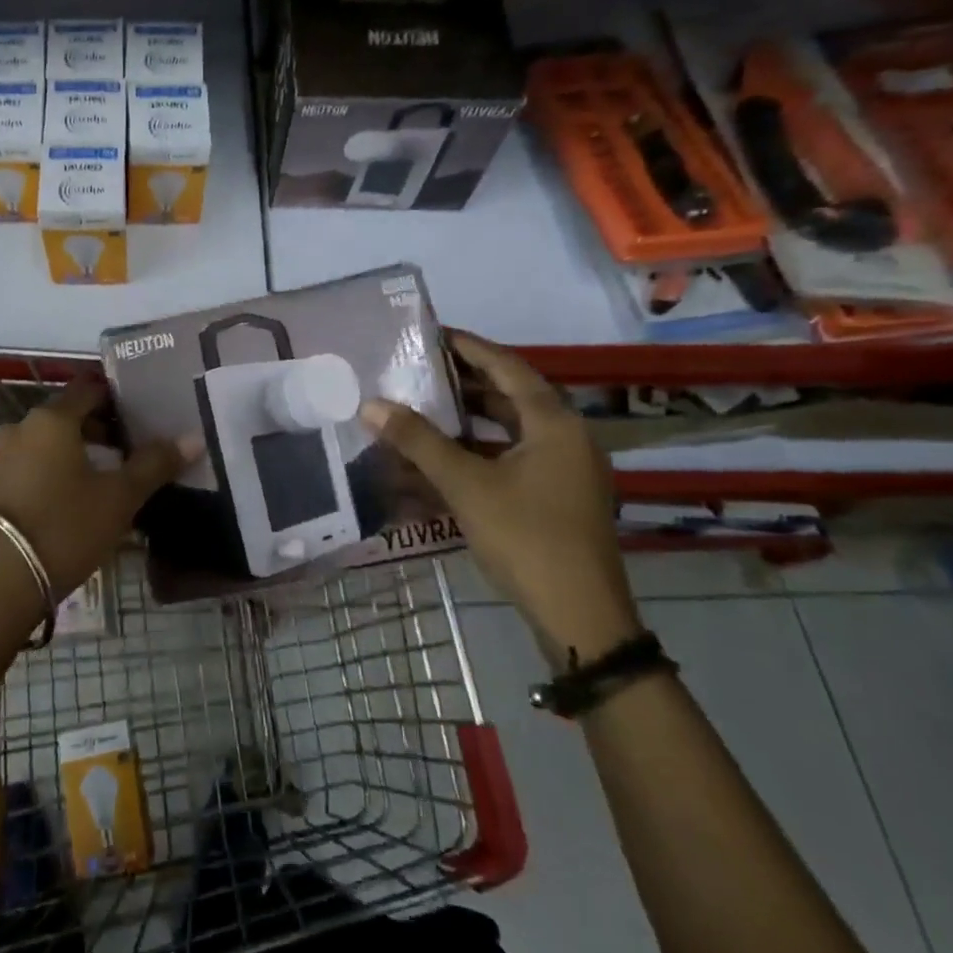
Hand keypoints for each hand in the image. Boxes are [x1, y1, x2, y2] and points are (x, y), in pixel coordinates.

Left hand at [0, 381, 191, 603]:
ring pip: (42, 445)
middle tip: (124, 457)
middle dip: (95, 432)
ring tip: (95, 485)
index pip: (88, 390)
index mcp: (53, 420)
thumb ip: (154, 465)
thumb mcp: (118, 499)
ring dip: (69, 456)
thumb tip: (193, 436)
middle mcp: (19, 429)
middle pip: (65, 418)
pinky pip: (24, 469)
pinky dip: (45, 476)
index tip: (137, 418)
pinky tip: (61, 506)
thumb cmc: (64, 528)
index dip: (115, 399)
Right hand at [360, 331, 639, 666]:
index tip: (430, 334)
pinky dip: (481, 451)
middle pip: (510, 395)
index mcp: (554, 422)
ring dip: (470, 418)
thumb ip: (418, 441)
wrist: (581, 618)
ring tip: (425, 407)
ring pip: (512, 429)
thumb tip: (371, 404)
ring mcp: (566, 469)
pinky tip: (445, 458)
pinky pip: (515, 458)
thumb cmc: (526, 538)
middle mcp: (567, 437)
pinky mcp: (559, 497)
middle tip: (419, 370)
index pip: (506, 366)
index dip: (467, 347)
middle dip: (464, 382)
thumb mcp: (465, 485)